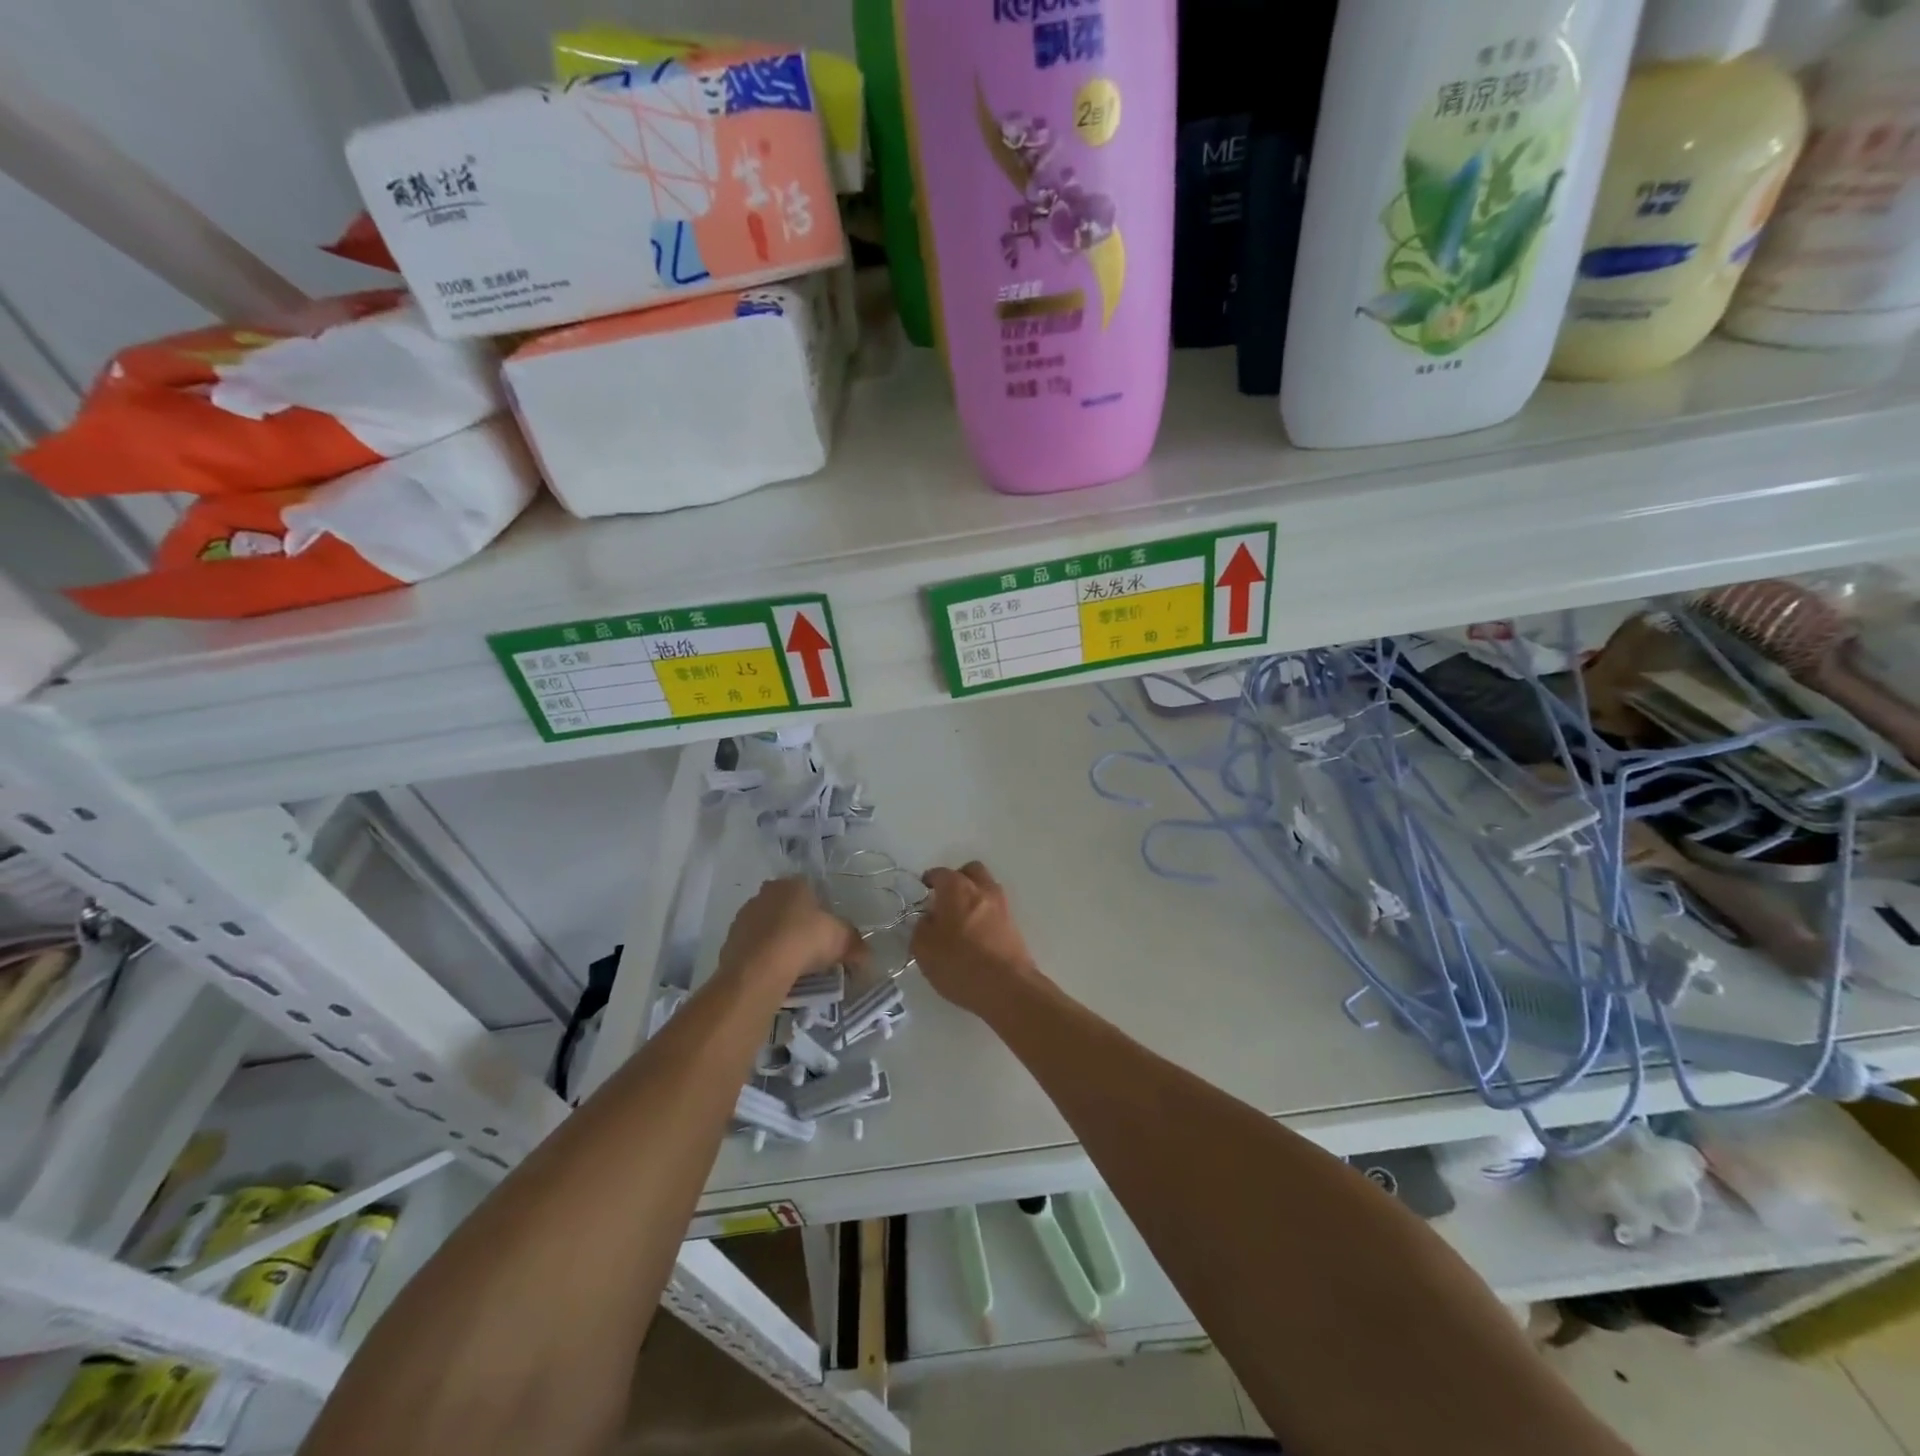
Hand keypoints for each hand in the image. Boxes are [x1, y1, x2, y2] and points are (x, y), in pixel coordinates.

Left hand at [717, 878, 862, 993]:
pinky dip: (763, 957)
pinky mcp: (729, 941)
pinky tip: (774, 974)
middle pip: (786, 907)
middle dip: (797, 925)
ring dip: (778, 941)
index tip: (826, 932)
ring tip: (793, 966)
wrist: (759, 969)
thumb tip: (867, 957)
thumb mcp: (842, 940)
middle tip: (812, 949)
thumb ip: (856, 944)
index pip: (809, 889)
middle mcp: (765, 893)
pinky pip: (753, 947)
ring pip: (767, 927)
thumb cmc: (804, 941)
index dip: (820, 910)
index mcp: (792, 884)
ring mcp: (744, 916)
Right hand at [911, 862, 1042, 1016]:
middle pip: (971, 871)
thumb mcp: (923, 948)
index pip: (940, 873)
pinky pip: (995, 909)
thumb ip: (921, 927)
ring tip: (960, 919)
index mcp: (957, 888)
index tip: (923, 890)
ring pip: (986, 888)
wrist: (1006, 987)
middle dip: (957, 879)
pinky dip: (985, 914)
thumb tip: (929, 919)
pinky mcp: (1014, 925)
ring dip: (974, 896)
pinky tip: (975, 934)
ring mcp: (1002, 906)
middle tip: (945, 900)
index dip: (930, 880)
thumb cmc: (959, 963)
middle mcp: (982, 890)